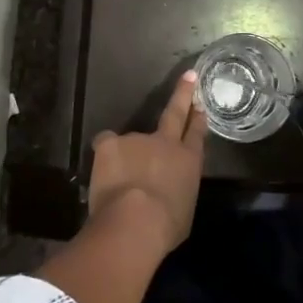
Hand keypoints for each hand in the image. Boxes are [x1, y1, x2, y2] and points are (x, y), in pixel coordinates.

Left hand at [87, 71, 206, 256]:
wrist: (135, 220)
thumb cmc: (166, 225)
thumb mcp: (184, 211)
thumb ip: (178, 193)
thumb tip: (170, 193)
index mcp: (188, 162)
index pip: (196, 135)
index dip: (198, 119)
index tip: (200, 105)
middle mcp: (166, 143)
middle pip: (176, 114)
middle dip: (183, 94)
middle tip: (188, 76)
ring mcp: (137, 139)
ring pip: (130, 143)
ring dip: (127, 156)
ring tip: (119, 182)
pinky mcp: (111, 143)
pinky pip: (106, 144)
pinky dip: (105, 156)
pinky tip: (103, 171)